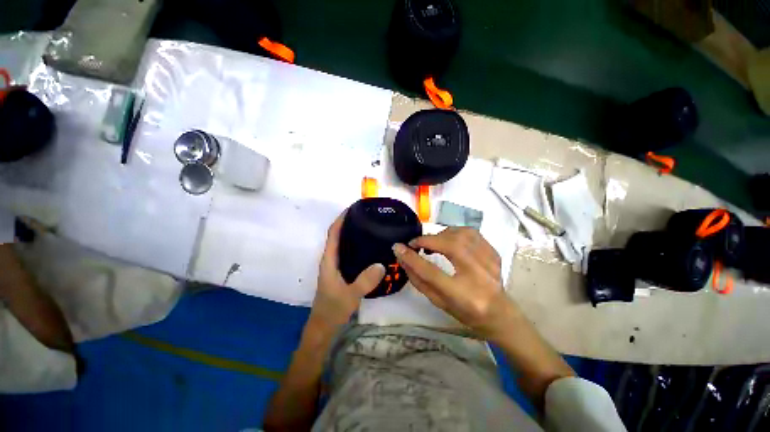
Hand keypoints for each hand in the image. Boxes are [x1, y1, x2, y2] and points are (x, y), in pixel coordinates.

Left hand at [310, 211, 385, 330]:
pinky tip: (370, 249)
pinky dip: (357, 247)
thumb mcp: (349, 296)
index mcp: (329, 260)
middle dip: (349, 223)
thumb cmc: (332, 310)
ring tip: (370, 228)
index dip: (340, 219)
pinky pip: (350, 254)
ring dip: (353, 234)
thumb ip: (364, 282)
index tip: (352, 208)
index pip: (333, 234)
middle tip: (367, 216)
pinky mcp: (342, 272)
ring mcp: (336, 266)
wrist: (324, 327)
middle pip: (338, 236)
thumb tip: (381, 264)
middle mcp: (331, 260)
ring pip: (344, 245)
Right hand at [393, 227, 514, 339]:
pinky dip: (455, 231)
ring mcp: (490, 262)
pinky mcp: (494, 253)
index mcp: (462, 295)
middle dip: (428, 240)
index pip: (431, 272)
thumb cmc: (465, 312)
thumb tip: (403, 258)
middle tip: (416, 243)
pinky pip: (471, 233)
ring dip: (441, 234)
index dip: (412, 258)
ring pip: (461, 234)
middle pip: (450, 246)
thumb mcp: (438, 301)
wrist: (499, 313)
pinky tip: (449, 239)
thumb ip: (418, 280)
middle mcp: (479, 276)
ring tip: (433, 242)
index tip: (398, 247)